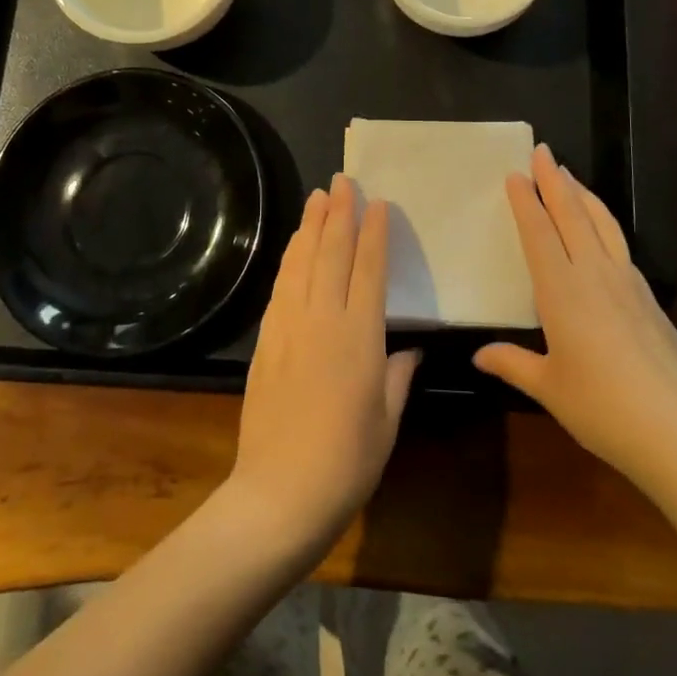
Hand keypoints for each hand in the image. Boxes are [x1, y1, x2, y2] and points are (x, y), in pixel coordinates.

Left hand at [227, 175, 419, 552]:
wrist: (278, 495)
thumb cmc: (347, 462)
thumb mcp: (387, 421)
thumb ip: (399, 375)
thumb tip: (410, 347)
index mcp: (360, 337)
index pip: (369, 269)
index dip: (374, 233)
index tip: (377, 203)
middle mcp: (323, 320)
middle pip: (332, 253)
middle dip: (339, 214)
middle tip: (342, 180)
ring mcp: (289, 327)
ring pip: (302, 263)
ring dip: (310, 226)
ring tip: (316, 197)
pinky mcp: (266, 341)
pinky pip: (281, 287)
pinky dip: (289, 259)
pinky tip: (294, 247)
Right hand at [474, 145, 676, 493]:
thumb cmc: (601, 407)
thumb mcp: (549, 388)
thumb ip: (513, 364)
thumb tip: (479, 356)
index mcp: (562, 291)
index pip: (539, 233)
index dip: (526, 202)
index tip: (515, 174)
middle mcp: (594, 274)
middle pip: (571, 215)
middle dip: (554, 180)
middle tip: (542, 150)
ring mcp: (627, 283)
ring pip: (601, 223)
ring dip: (582, 194)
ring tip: (569, 175)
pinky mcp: (649, 298)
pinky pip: (620, 244)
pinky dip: (604, 222)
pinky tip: (602, 228)